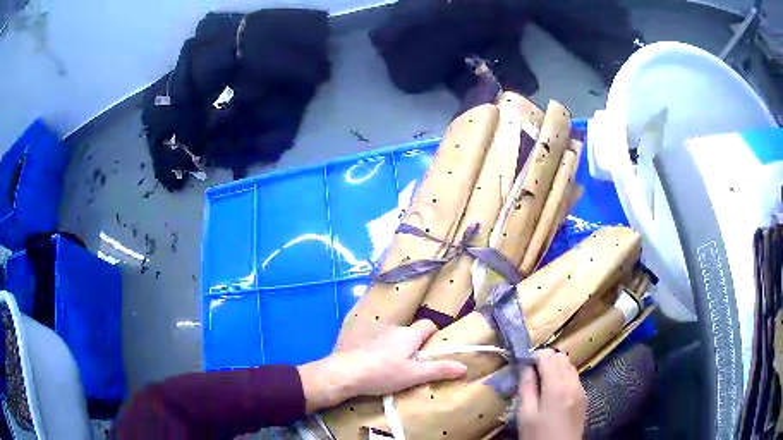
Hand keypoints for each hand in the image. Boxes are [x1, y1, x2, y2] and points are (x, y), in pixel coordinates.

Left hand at [299, 320, 467, 412]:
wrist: (347, 373)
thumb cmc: (385, 373)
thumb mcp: (415, 374)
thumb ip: (439, 370)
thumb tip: (464, 366)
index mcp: (409, 334)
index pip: (428, 325)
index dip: (436, 334)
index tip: (439, 348)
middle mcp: (395, 331)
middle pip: (413, 333)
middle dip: (421, 345)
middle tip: (425, 362)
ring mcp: (379, 337)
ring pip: (398, 340)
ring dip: (404, 350)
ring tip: (407, 368)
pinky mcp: (367, 346)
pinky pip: (385, 346)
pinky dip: (390, 354)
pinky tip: (387, 369)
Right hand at [518, 349, 585, 439]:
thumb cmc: (538, 435)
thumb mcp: (526, 415)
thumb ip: (526, 388)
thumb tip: (525, 367)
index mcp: (556, 386)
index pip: (548, 357)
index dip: (534, 355)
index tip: (523, 363)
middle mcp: (572, 383)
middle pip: (561, 358)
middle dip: (546, 359)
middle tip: (531, 371)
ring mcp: (581, 389)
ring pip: (570, 365)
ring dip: (556, 366)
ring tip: (542, 380)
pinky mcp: (584, 396)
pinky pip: (574, 376)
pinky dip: (564, 375)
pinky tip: (554, 390)